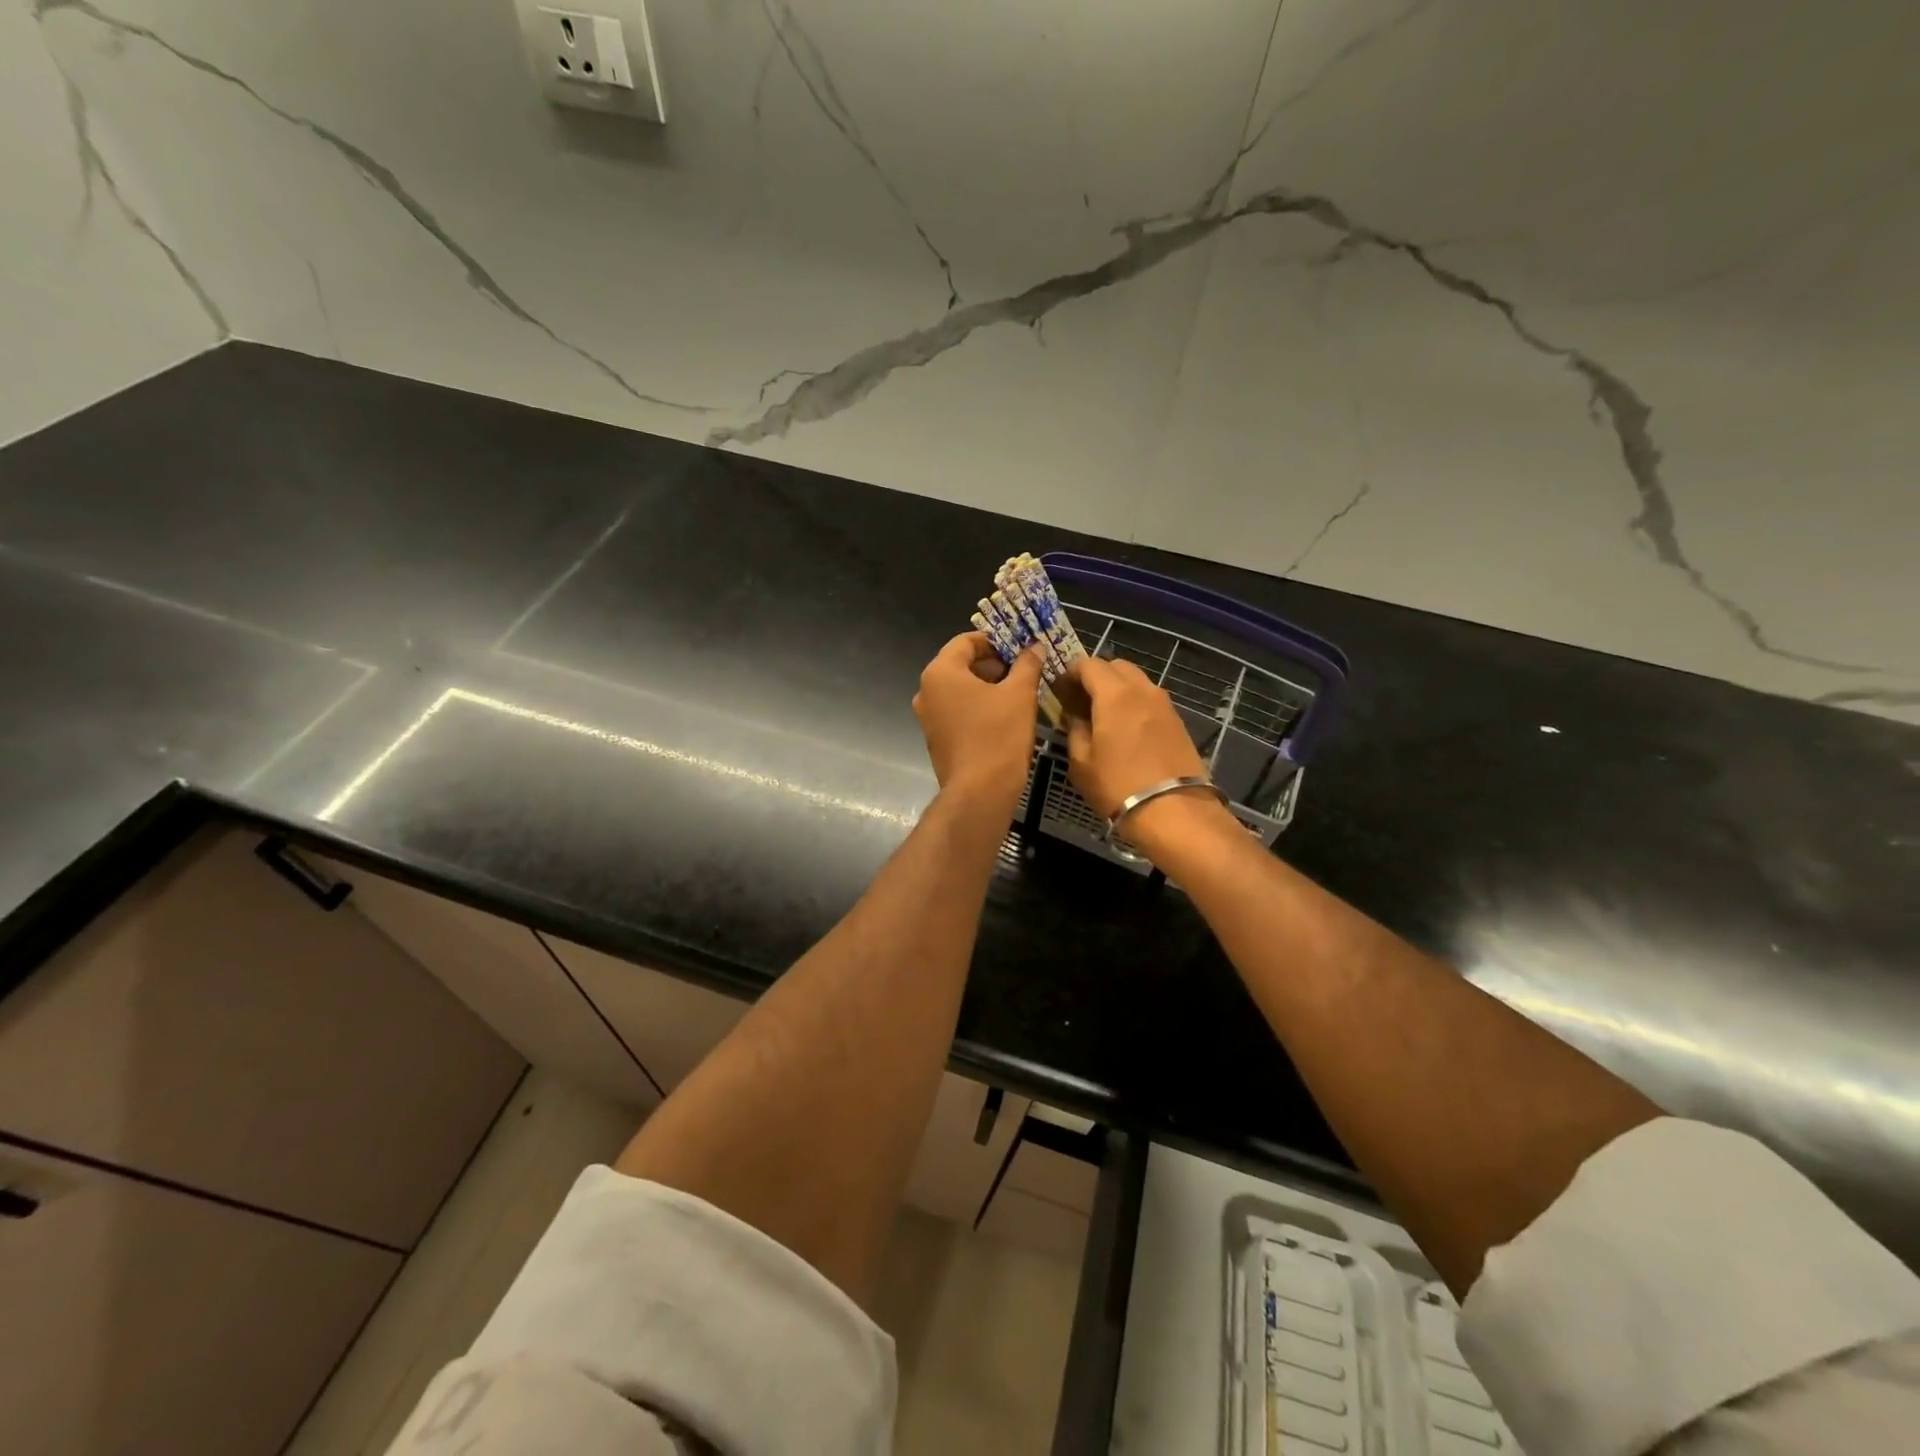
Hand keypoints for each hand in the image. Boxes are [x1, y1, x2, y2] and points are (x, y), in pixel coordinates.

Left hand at [913, 633, 1044, 805]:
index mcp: (940, 672)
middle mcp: (926, 691)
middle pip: (961, 664)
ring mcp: (928, 717)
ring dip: (987, 686)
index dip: (995, 641)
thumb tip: (1034, 647)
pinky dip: (977, 707)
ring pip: (959, 690)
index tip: (1020, 648)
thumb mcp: (1020, 694)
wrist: (980, 792)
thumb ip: (1027, 664)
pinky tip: (1003, 717)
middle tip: (1023, 670)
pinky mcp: (936, 739)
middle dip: (993, 664)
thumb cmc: (999, 735)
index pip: (966, 641)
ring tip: (1018, 693)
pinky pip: (957, 711)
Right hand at [1065, 657, 1231, 848]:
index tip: (1059, 689)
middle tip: (1080, 700)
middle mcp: (1142, 689)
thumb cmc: (1118, 786)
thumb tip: (1075, 715)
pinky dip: (1134, 703)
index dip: (1070, 672)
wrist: (1175, 811)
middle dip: (1095, 676)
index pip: (1088, 664)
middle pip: (1116, 666)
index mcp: (1114, 693)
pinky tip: (1126, 729)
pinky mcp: (1178, 720)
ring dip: (1117, 688)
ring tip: (1103, 715)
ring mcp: (1164, 704)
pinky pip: (1150, 699)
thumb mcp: (1082, 762)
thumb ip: (1075, 729)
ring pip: (1136, 681)